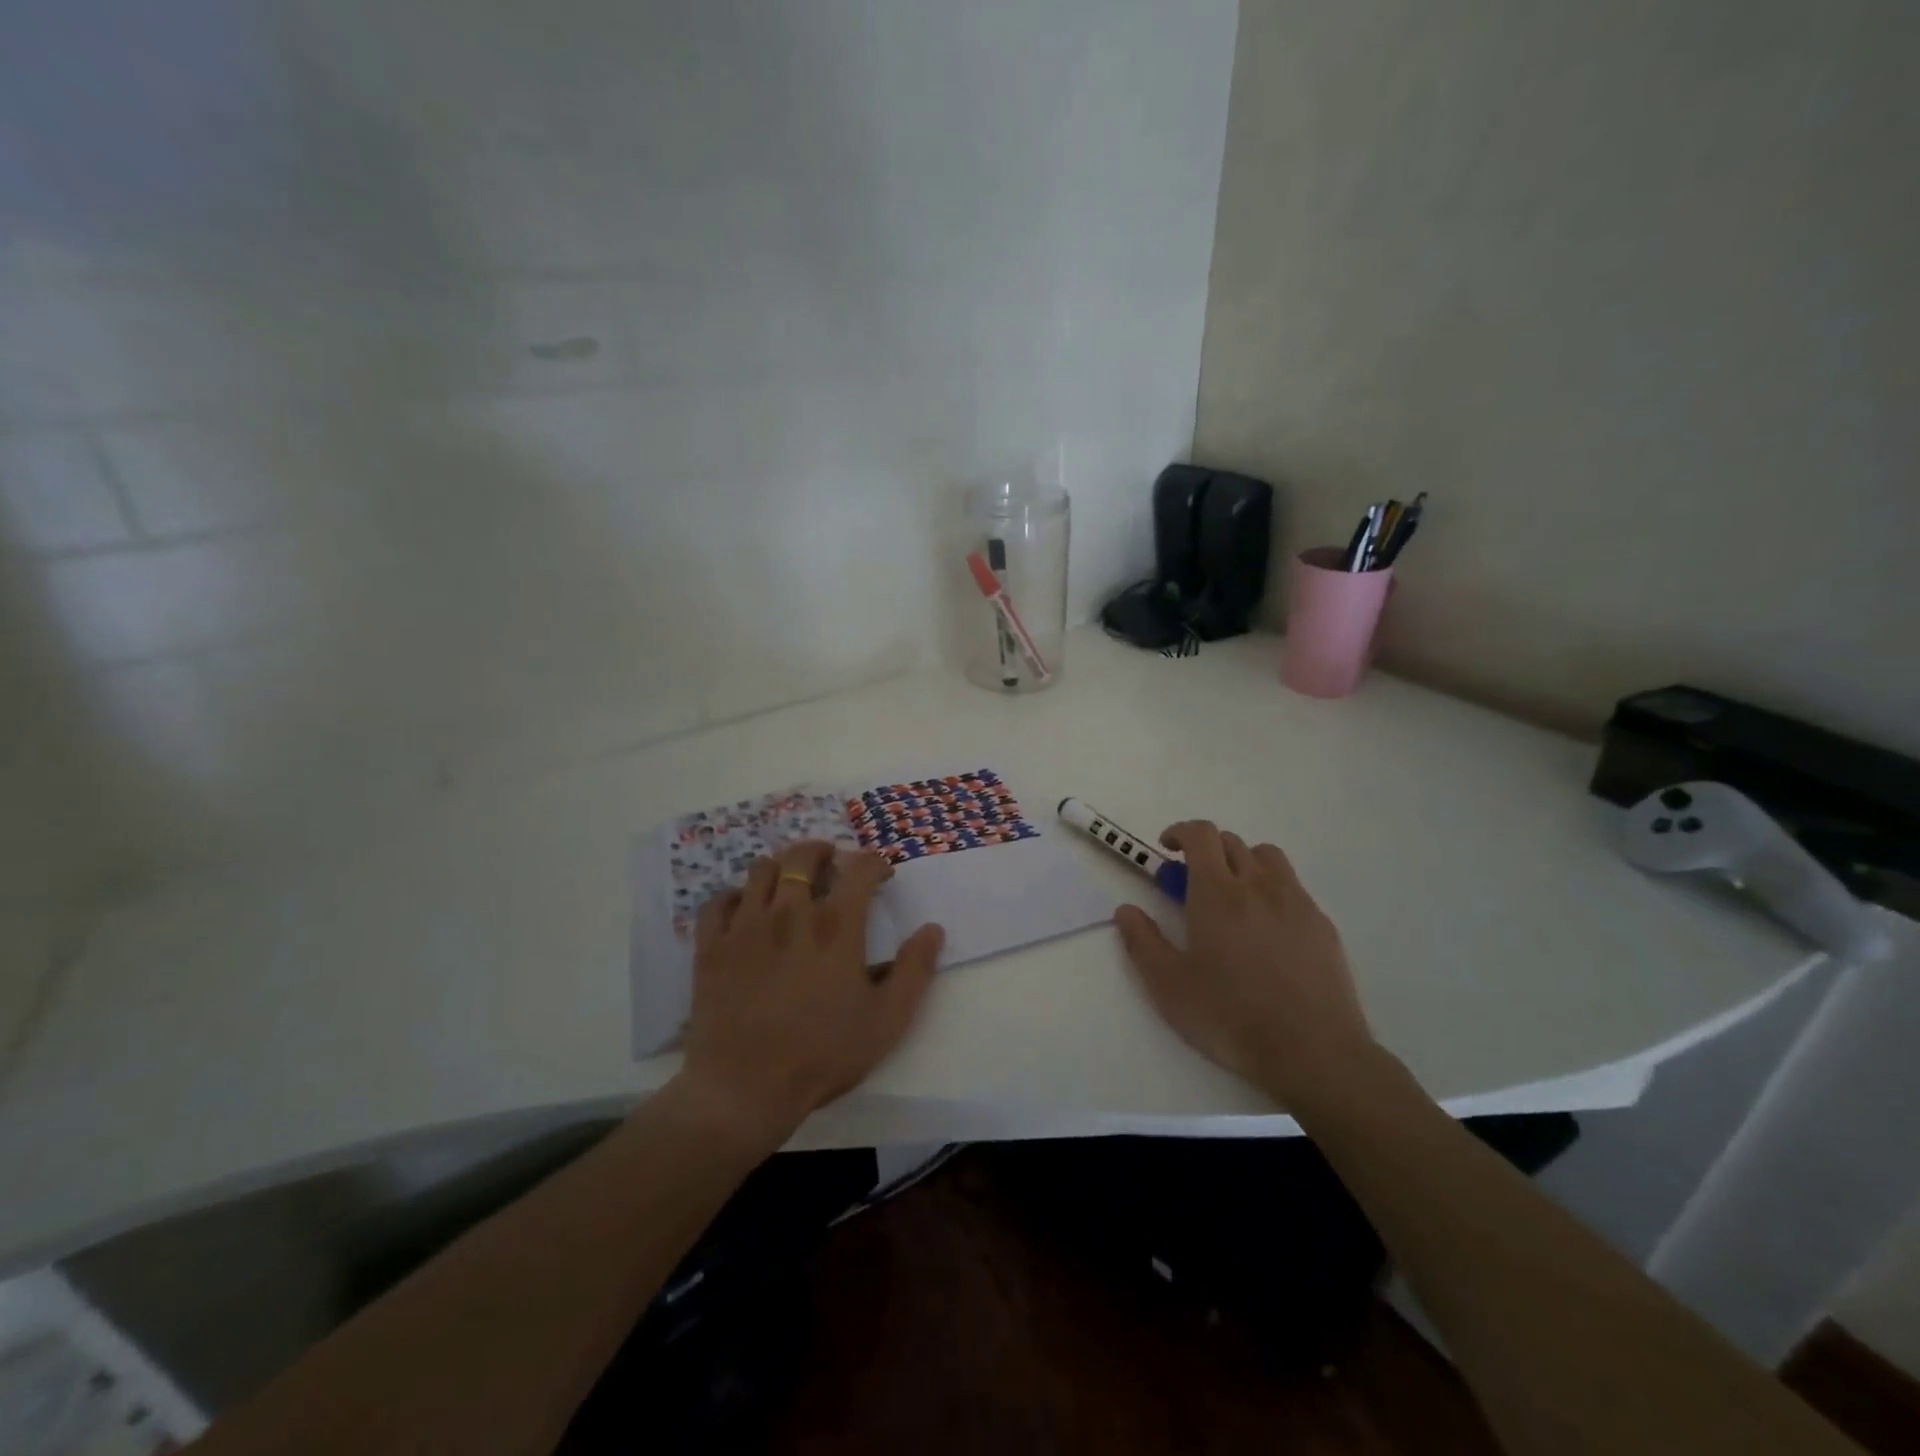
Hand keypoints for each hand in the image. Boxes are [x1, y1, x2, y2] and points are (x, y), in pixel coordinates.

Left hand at [678, 841, 944, 1143]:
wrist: (744, 1089)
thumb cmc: (823, 1054)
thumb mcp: (887, 1020)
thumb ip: (915, 970)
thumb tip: (933, 929)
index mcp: (837, 926)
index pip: (860, 868)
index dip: (875, 862)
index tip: (882, 874)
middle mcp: (790, 912)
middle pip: (804, 856)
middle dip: (823, 851)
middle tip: (832, 864)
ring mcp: (746, 925)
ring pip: (761, 870)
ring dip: (782, 867)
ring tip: (790, 883)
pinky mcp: (712, 946)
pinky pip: (719, 901)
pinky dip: (735, 896)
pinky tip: (745, 910)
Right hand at [1114, 821, 1376, 1106]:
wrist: (1313, 1052)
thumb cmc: (1230, 1016)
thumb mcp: (1169, 986)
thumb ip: (1142, 942)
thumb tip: (1126, 911)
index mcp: (1217, 892)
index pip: (1201, 835)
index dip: (1180, 832)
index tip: (1166, 849)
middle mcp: (1258, 885)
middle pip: (1232, 842)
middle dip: (1206, 850)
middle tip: (1191, 883)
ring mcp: (1296, 903)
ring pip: (1267, 858)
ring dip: (1242, 862)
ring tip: (1232, 897)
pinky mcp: (1322, 925)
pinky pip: (1293, 888)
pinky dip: (1272, 890)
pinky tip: (1267, 929)